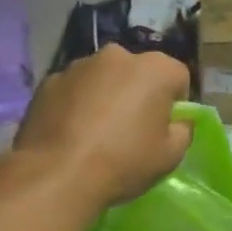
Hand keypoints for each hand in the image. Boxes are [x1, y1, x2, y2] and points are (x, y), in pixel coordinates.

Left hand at [6, 45, 192, 208]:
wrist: (57, 174)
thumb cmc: (124, 161)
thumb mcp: (171, 156)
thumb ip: (182, 130)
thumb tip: (176, 122)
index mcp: (156, 68)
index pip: (178, 77)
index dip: (175, 103)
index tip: (164, 127)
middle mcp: (119, 56)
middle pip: (138, 72)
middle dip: (138, 93)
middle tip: (131, 128)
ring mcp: (80, 65)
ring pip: (104, 78)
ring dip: (106, 95)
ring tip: (96, 132)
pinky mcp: (49, 80)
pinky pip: (74, 89)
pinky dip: (76, 103)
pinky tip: (71, 132)